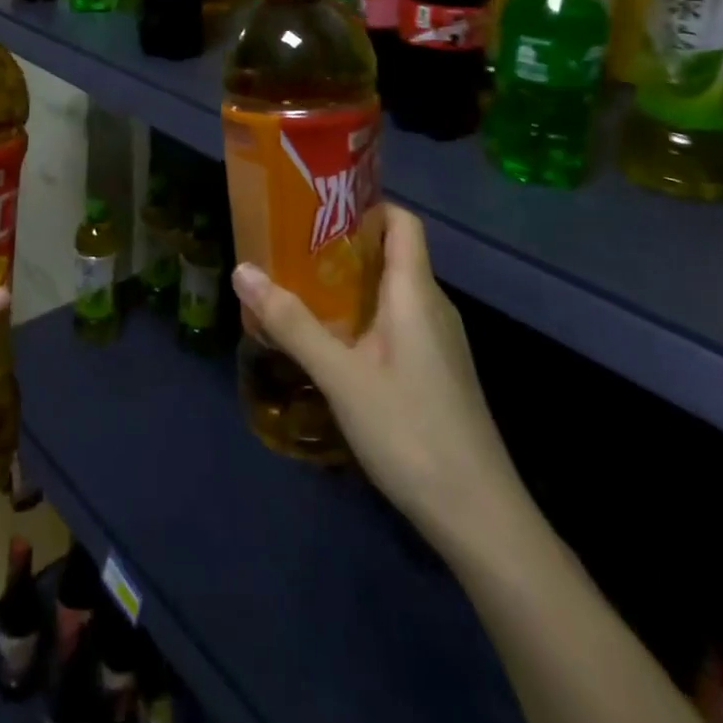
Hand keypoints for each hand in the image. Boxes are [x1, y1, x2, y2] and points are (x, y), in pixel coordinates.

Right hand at [231, 206, 526, 551]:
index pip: (401, 221)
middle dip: (343, 244)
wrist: (479, 516)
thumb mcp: (341, 376)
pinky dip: (364, 315)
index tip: (319, 206)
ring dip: (350, 283)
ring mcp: (438, 341)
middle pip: (393, 253)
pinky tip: (333, 340)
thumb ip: (291, 323)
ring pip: (393, 291)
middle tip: (292, 246)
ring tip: (301, 287)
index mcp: (415, 292)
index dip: (365, 205)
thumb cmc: (410, 431)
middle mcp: (432, 306)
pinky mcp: (437, 370)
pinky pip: (398, 321)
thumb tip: (242, 271)